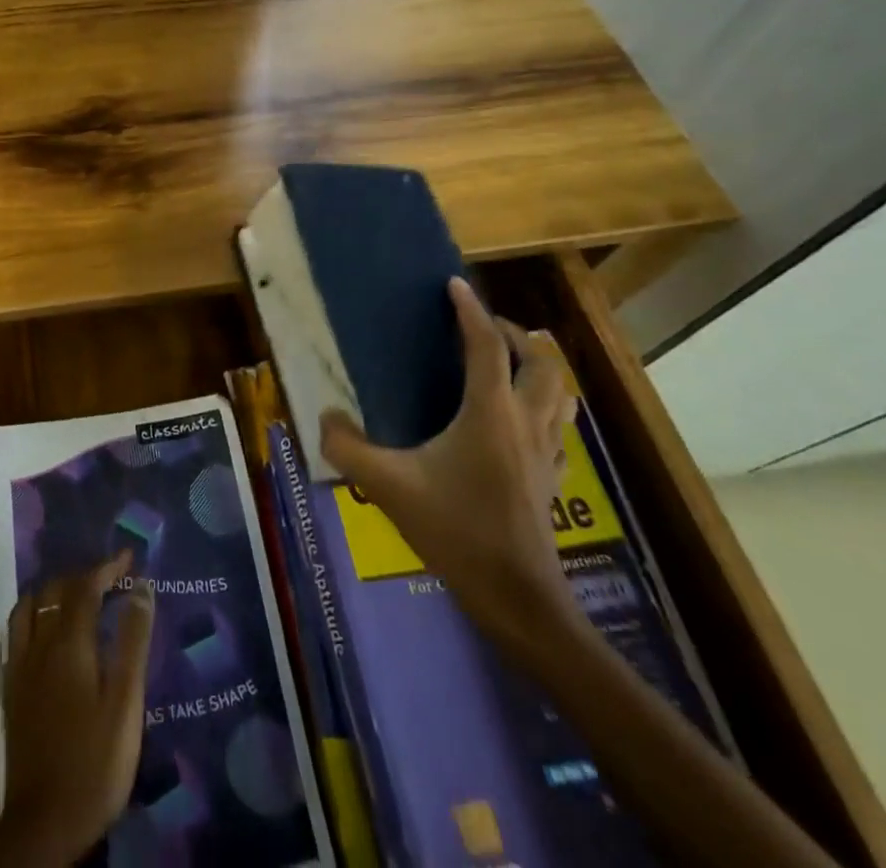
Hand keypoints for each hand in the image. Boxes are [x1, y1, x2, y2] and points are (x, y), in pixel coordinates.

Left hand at [0, 551, 154, 867]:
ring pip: (31, 607)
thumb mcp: (126, 703)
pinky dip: (34, 614)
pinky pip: (17, 631)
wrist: (45, 821)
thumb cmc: (95, 762)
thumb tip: (142, 587)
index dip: (107, 567)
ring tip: (76, 596)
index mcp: (69, 643)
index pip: (85, 587)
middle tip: (110, 579)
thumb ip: (133, 641)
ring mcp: (20, 666)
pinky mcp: (11, 689)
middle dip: (82, 577)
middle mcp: (39, 644)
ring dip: (53, 591)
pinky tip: (45, 630)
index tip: (129, 557)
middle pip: (55, 591)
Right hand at [320, 276, 578, 643]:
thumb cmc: (456, 532)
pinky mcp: (552, 477)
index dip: (470, 310)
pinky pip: (558, 423)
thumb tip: (326, 417)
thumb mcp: (388, 487)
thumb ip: (347, 448)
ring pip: (559, 391)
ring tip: (505, 361)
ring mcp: (546, 451)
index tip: (453, 285)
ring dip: (537, 366)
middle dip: (514, 334)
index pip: (486, 345)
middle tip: (482, 327)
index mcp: (490, 413)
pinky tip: (518, 417)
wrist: (518, 599)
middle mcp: (526, 421)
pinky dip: (544, 403)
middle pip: (540, 360)